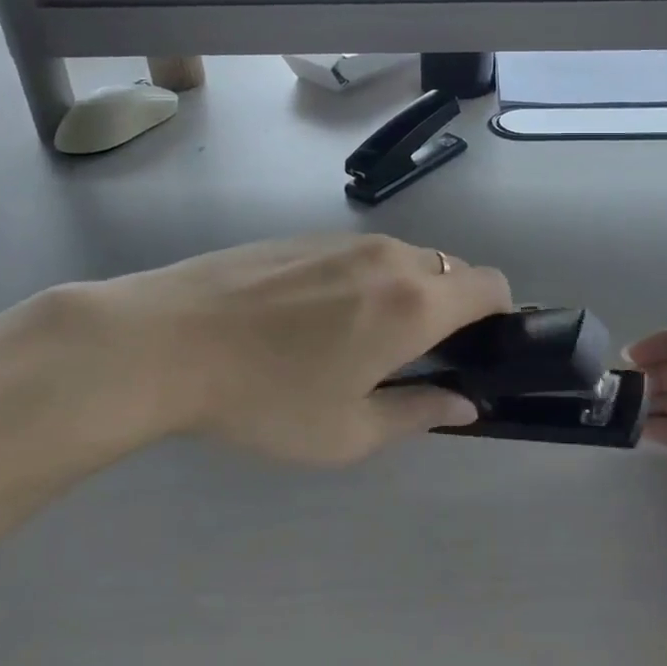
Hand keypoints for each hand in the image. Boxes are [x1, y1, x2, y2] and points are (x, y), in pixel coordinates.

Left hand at [58, 234, 511, 464]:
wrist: (166, 340)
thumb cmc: (265, 398)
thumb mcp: (347, 432)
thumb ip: (419, 413)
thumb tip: (464, 404)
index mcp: (415, 304)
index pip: (492, 286)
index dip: (500, 316)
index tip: (476, 351)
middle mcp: (392, 258)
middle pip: (454, 270)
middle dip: (454, 308)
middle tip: (416, 357)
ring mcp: (347, 239)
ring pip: (409, 259)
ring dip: (409, 292)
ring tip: (360, 338)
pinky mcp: (308, 234)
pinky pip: (365, 253)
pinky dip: (369, 279)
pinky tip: (317, 316)